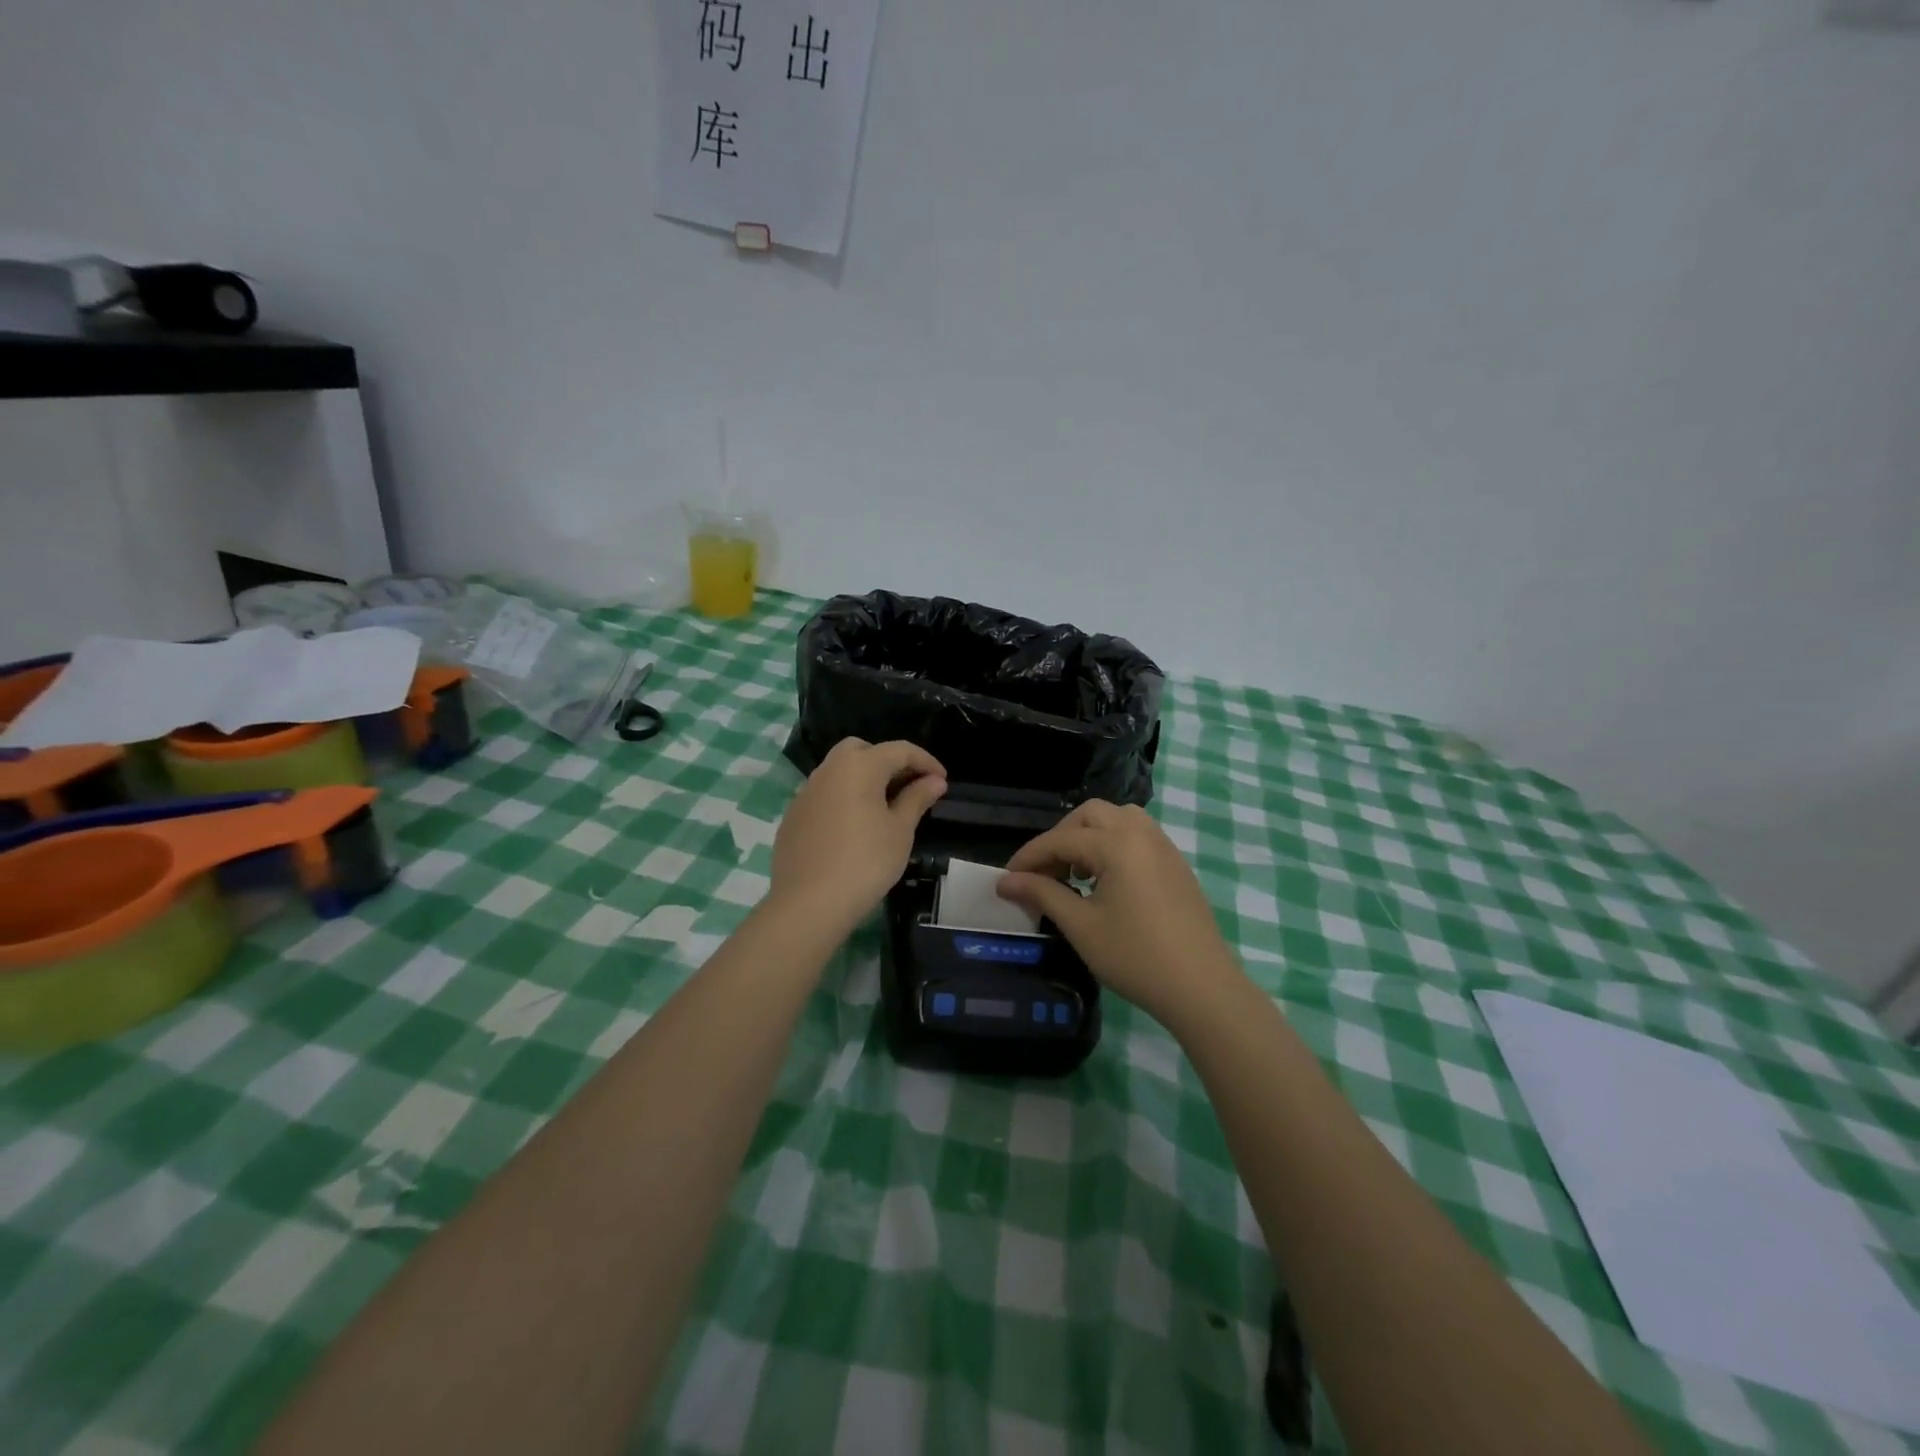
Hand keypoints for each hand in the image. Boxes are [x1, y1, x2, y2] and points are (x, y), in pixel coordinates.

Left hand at [770, 738, 946, 934]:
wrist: (808, 903)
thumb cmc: (865, 862)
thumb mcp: (900, 830)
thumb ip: (917, 799)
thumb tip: (934, 781)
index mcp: (859, 766)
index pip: (899, 750)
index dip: (925, 761)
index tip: (942, 781)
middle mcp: (829, 769)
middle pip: (862, 750)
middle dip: (888, 762)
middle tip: (908, 787)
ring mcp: (806, 792)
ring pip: (840, 771)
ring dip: (864, 780)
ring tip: (884, 808)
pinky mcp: (793, 816)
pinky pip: (825, 795)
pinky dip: (844, 799)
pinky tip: (854, 828)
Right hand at [997, 800, 1242, 1025]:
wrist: (1201, 987)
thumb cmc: (1135, 957)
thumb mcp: (1081, 926)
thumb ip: (1042, 894)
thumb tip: (1006, 881)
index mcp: (1116, 844)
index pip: (1061, 839)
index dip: (1029, 857)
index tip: (1007, 878)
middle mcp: (1141, 833)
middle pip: (1090, 815)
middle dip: (1060, 837)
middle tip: (1044, 871)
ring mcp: (1163, 846)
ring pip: (1118, 819)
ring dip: (1090, 835)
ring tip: (1077, 872)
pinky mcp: (1176, 864)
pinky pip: (1138, 835)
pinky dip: (1114, 843)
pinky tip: (1106, 880)